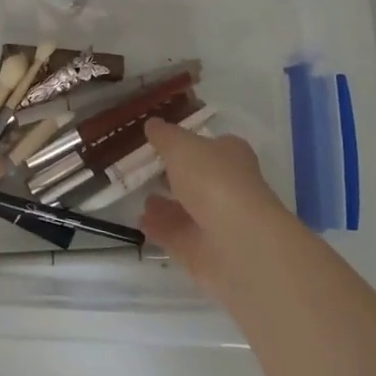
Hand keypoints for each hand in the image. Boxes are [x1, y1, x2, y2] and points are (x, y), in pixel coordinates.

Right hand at [139, 118, 292, 298]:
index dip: (188, 142)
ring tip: (139, 196)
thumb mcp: (181, 146)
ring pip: (187, 209)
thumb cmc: (212, 180)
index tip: (160, 142)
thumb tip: (152, 124)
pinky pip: (177, 235)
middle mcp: (228, 187)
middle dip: (174, 175)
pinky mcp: (205, 251)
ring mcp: (218, 222)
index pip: (211, 145)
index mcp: (231, 156)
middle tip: (144, 170)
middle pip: (198, 178)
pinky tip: (139, 220)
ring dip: (165, 204)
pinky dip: (159, 228)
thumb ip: (165, 136)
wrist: (237, 243)